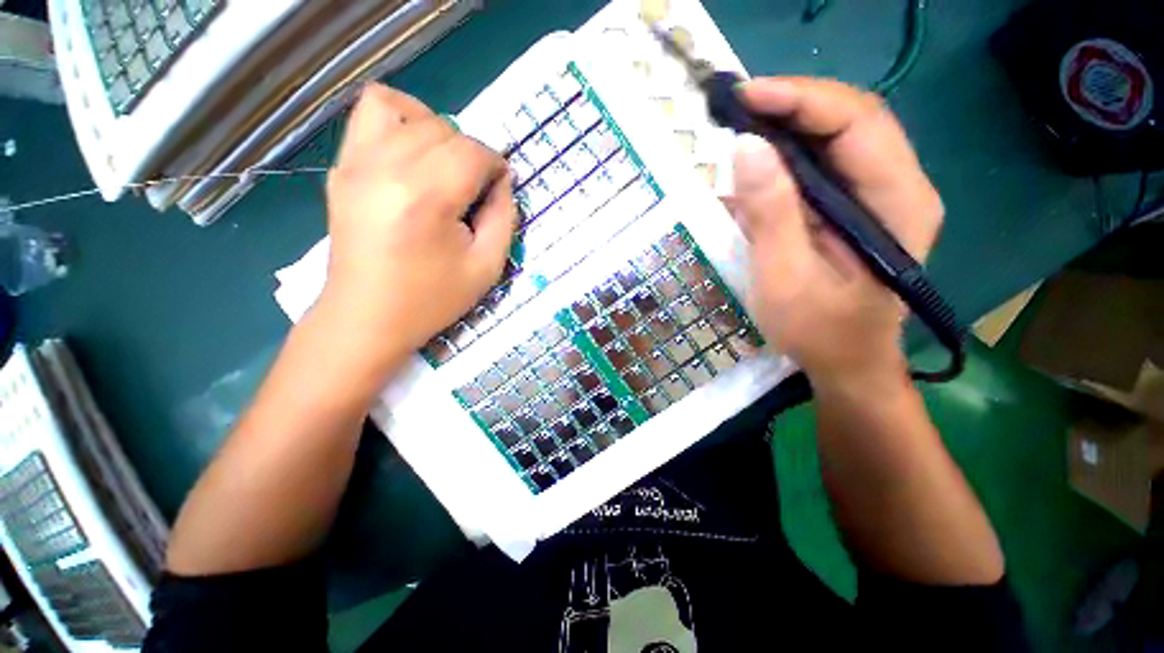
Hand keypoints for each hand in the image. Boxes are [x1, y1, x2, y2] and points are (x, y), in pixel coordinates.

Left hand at [321, 84, 515, 368]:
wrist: (368, 316)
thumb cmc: (432, 298)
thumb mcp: (487, 266)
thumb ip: (504, 217)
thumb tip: (501, 180)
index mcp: (426, 198)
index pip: (472, 152)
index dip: (495, 165)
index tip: (500, 187)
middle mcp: (386, 168)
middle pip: (444, 130)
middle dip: (470, 154)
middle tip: (473, 189)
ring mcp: (356, 163)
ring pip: (407, 110)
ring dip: (437, 132)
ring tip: (443, 166)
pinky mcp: (342, 167)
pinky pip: (368, 112)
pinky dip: (399, 119)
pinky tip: (411, 152)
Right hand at [731, 77, 943, 387]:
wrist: (845, 363)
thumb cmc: (818, 330)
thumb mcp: (785, 278)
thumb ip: (770, 214)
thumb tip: (745, 148)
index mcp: (896, 202)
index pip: (857, 121)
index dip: (801, 99)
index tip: (747, 97)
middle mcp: (897, 186)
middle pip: (850, 120)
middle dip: (792, 105)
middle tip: (738, 108)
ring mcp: (876, 196)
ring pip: (835, 139)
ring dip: (787, 127)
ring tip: (741, 127)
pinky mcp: (852, 209)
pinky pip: (821, 167)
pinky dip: (785, 157)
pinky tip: (756, 164)